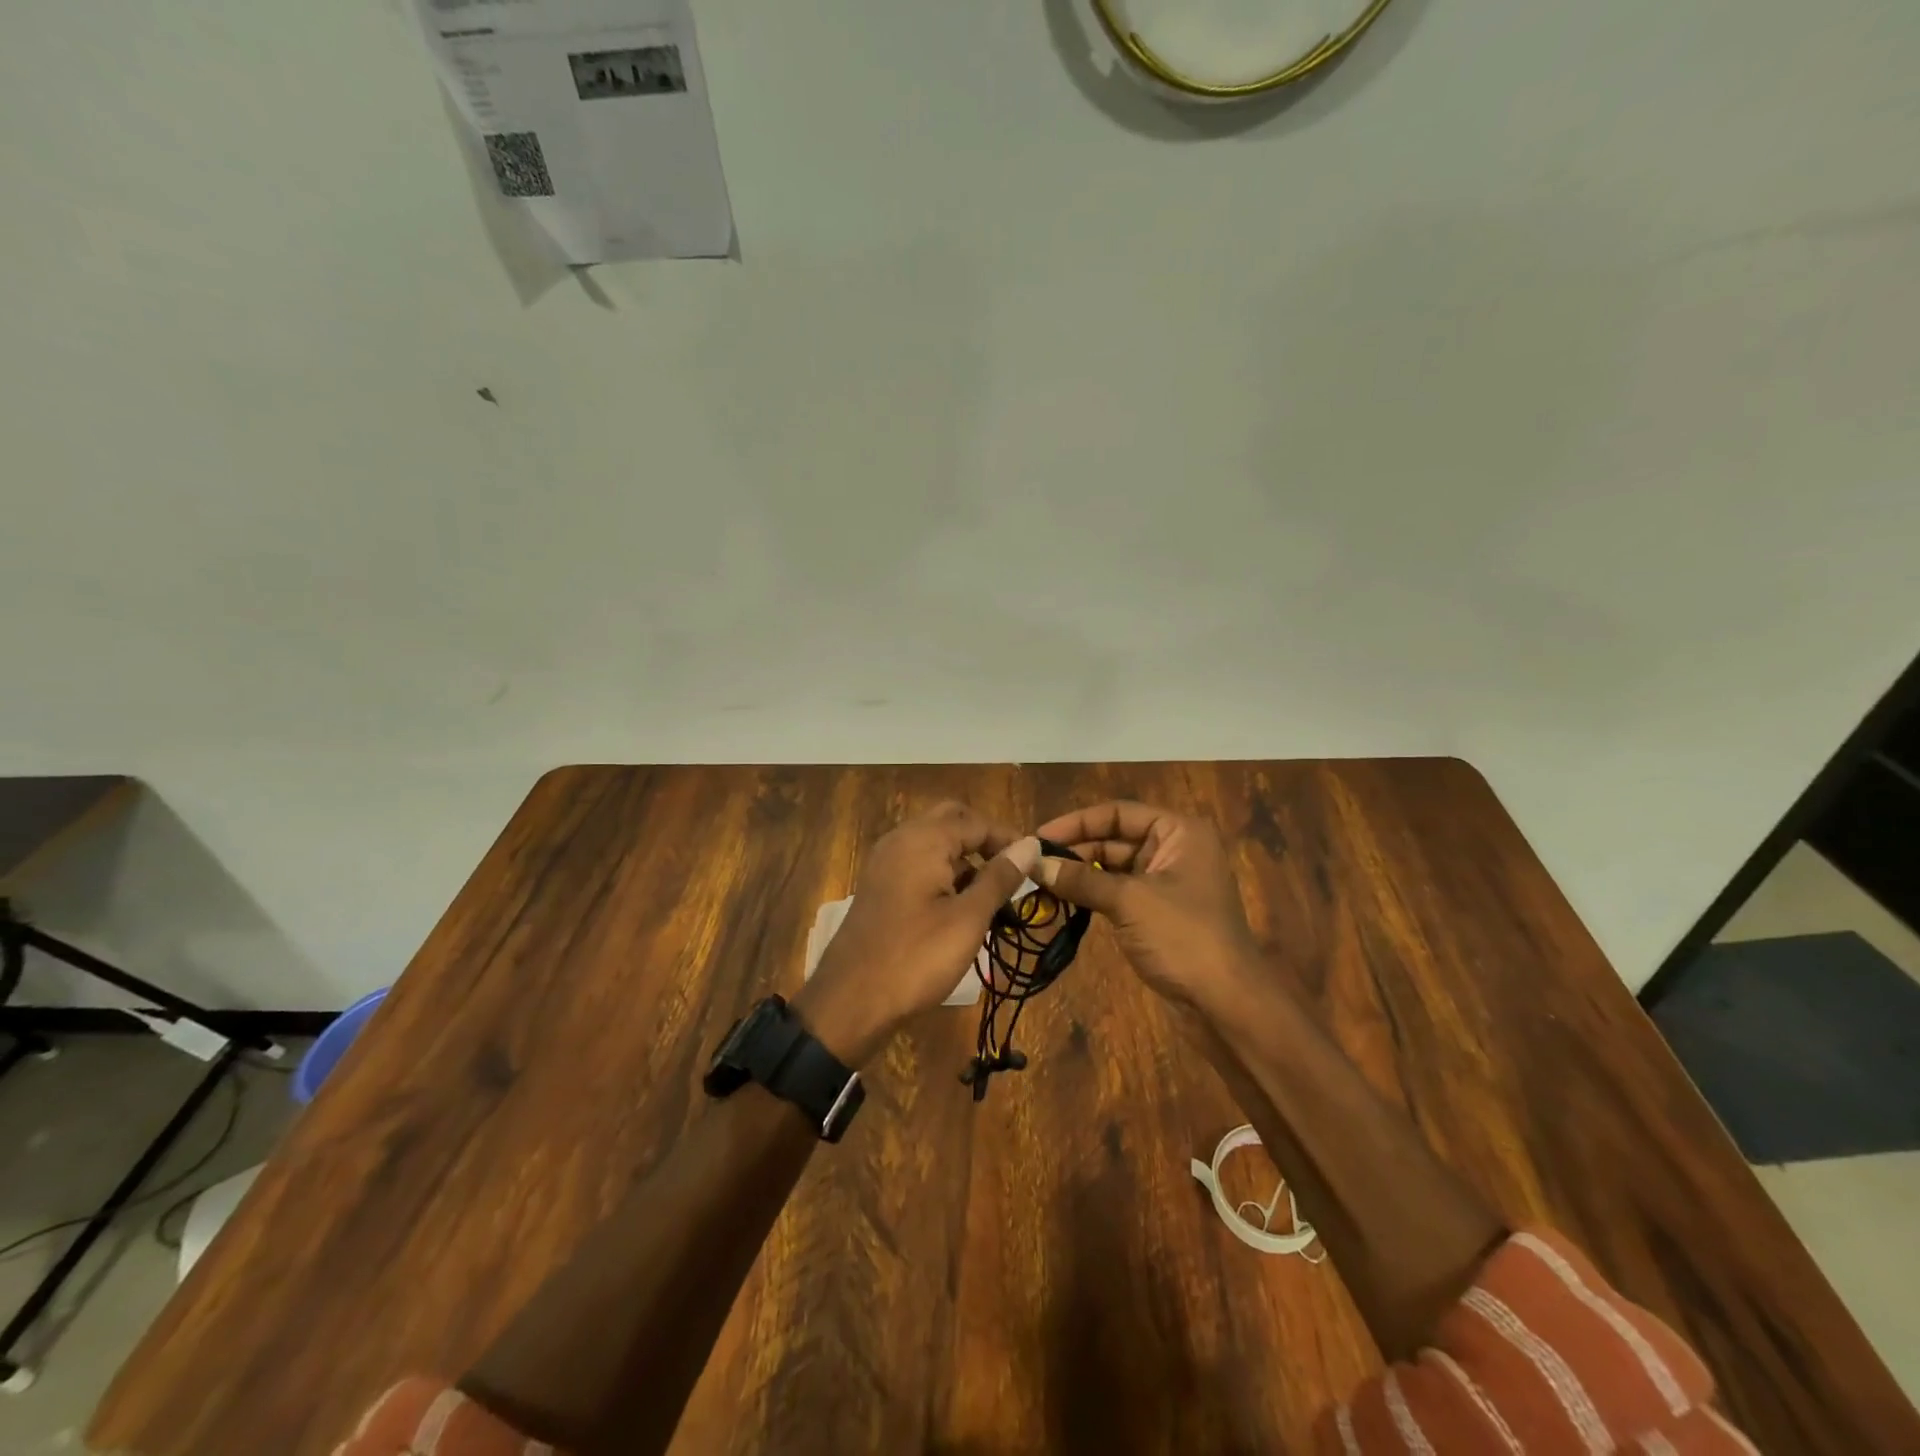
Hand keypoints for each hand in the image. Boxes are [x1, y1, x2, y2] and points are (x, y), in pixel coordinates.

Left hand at [793, 802, 1040, 1067]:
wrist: (850, 1000)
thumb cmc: (916, 958)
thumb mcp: (968, 919)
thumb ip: (1000, 877)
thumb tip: (1029, 844)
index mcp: (923, 839)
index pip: (977, 822)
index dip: (1009, 839)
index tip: (1037, 865)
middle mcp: (901, 839)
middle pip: (952, 821)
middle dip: (984, 841)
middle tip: (1012, 873)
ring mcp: (885, 861)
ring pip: (934, 842)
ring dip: (965, 858)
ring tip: (993, 895)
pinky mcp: (880, 884)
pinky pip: (918, 862)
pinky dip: (943, 872)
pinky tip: (960, 906)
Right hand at [1034, 800, 1261, 1017]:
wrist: (1226, 1003)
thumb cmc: (1183, 937)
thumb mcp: (1128, 901)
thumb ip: (1080, 879)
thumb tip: (1033, 864)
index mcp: (1179, 832)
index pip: (1118, 813)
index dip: (1077, 823)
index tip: (1038, 837)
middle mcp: (1175, 849)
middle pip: (1115, 839)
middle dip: (1075, 851)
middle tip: (1032, 865)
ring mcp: (1168, 883)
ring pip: (1114, 868)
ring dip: (1080, 875)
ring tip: (1039, 884)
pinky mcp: (1159, 912)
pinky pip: (1119, 893)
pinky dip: (1092, 896)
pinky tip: (1062, 902)